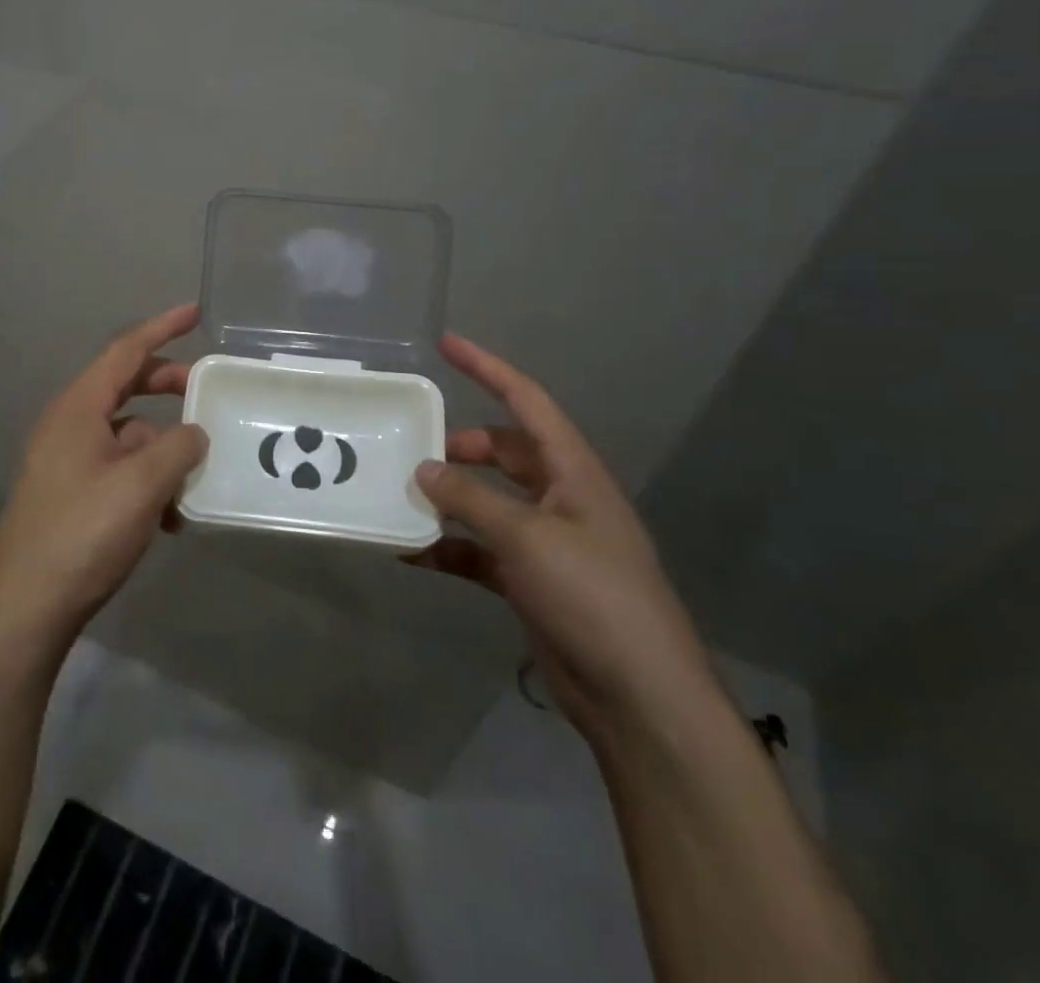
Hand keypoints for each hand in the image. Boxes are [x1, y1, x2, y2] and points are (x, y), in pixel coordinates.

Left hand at [0, 304, 207, 642]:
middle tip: (207, 392)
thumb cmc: (83, 532)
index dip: (162, 327)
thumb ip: (178, 447)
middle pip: (126, 388)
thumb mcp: (142, 484)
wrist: (26, 607)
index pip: (125, 351)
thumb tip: (194, 433)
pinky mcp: (71, 494)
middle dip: (168, 388)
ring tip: (195, 479)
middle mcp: (69, 425)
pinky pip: (119, 470)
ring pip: (127, 435)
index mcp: (79, 408)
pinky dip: (148, 481)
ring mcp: (67, 461)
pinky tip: (170, 520)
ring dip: (164, 449)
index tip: (195, 312)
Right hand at [410, 334, 719, 746]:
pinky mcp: (530, 580)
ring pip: (487, 500)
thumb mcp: (527, 538)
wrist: (638, 697)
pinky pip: (479, 549)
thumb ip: (471, 499)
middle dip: (459, 446)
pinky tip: (410, 552)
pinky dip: (448, 547)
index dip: (488, 368)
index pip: (527, 402)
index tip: (446, 343)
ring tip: (401, 495)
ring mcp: (545, 541)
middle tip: (411, 448)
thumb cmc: (593, 597)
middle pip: (503, 452)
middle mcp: (560, 497)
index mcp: (572, 471)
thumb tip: (424, 469)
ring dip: (449, 498)